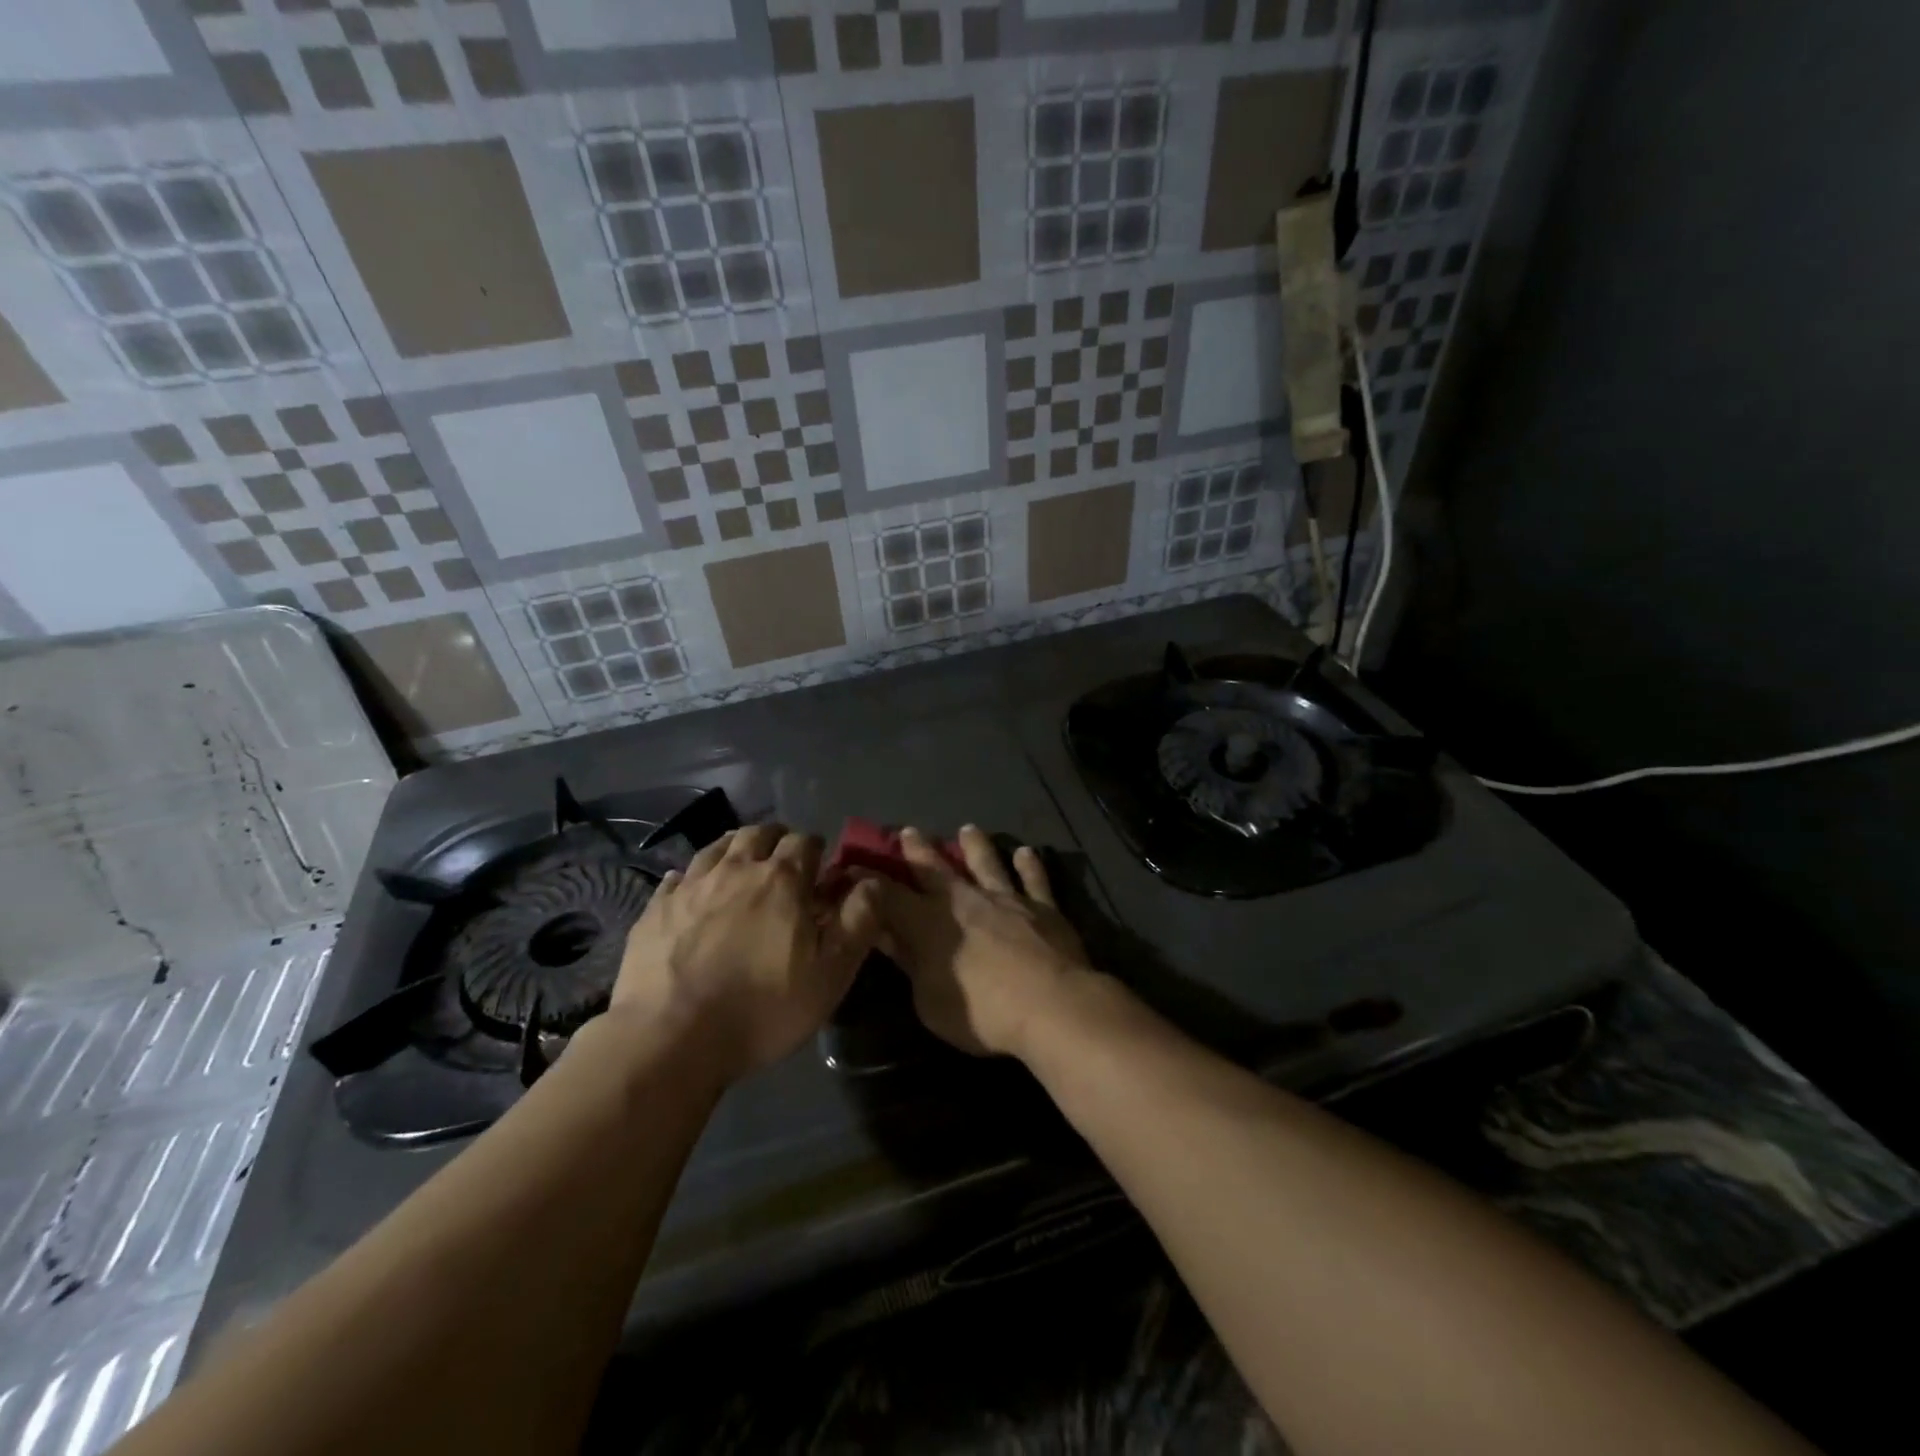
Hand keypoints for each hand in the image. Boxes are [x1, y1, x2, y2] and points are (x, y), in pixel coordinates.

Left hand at [611, 825, 880, 1084]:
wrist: (671, 1040)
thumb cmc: (763, 1007)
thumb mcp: (832, 972)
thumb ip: (859, 919)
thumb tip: (870, 880)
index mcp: (781, 879)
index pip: (804, 840)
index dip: (816, 851)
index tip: (820, 873)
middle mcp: (735, 869)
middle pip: (758, 833)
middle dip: (776, 841)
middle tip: (783, 866)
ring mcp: (690, 886)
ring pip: (717, 847)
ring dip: (736, 850)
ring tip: (742, 870)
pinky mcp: (655, 909)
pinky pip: (678, 876)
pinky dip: (693, 878)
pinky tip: (694, 893)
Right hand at [866, 825, 1094, 1057]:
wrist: (1050, 1004)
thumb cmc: (981, 1012)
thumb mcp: (929, 999)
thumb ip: (910, 963)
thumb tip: (887, 936)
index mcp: (929, 922)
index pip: (889, 896)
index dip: (870, 883)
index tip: (855, 867)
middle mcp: (965, 900)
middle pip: (936, 869)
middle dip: (919, 850)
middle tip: (909, 831)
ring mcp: (1007, 899)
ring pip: (987, 863)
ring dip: (976, 846)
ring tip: (968, 829)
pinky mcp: (1043, 907)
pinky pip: (1035, 880)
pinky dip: (1029, 865)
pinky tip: (1025, 852)